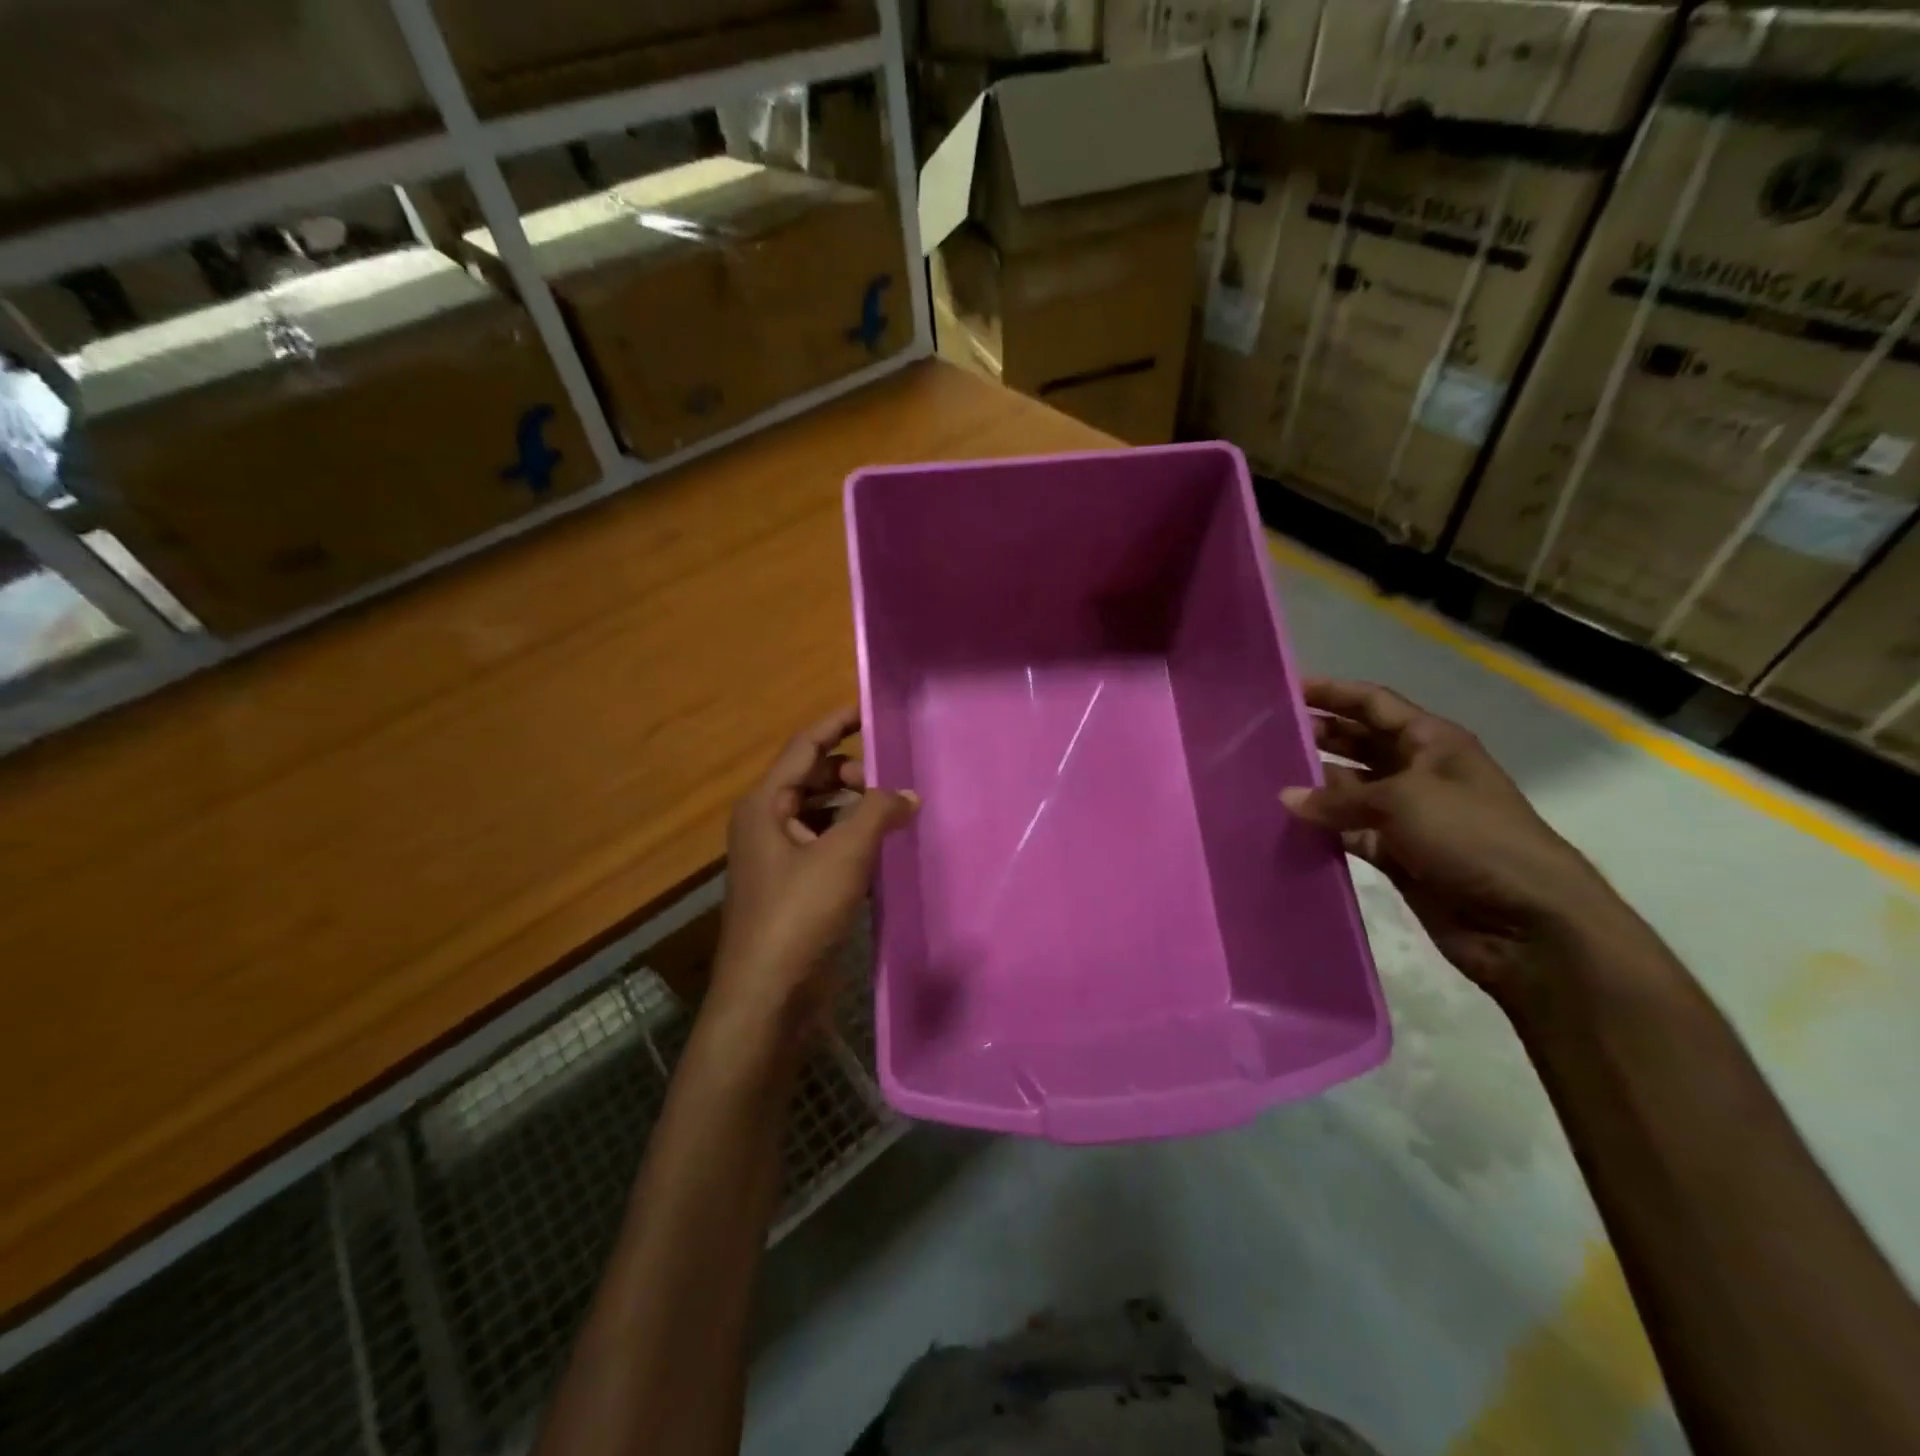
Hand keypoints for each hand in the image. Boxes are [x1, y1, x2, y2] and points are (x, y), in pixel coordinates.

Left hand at [711, 707, 917, 1039]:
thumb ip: (878, 813)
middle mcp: (767, 824)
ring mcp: (779, 858)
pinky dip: (852, 840)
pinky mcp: (794, 888)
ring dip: (855, 809)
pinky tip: (883, 850)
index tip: (870, 710)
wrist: (768, 997)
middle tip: (891, 781)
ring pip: (822, 814)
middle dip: (851, 773)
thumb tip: (907, 794)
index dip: (837, 724)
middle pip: (812, 778)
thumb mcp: (843, 855)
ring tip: (895, 814)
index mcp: (765, 805)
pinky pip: (826, 846)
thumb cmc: (798, 915)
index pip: (804, 747)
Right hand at [1281, 680, 1637, 1001]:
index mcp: (1432, 742)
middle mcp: (1419, 772)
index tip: (1286, 689)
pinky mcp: (1398, 855)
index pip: (1374, 704)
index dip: (1333, 692)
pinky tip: (1286, 826)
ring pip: (1349, 790)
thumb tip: (1286, 798)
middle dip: (1318, 736)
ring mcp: (1408, 816)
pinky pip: (1349, 833)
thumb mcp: (1404, 802)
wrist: (1528, 923)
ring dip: (1314, 786)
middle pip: (1359, 743)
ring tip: (1264, 779)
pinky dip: (1323, 830)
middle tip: (1264, 736)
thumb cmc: (1472, 838)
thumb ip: (1339, 799)